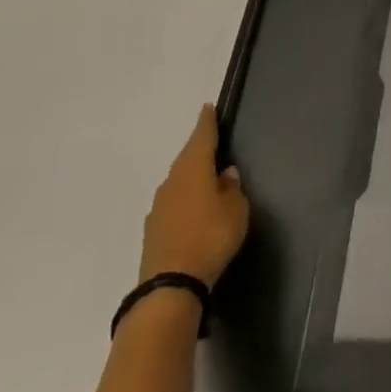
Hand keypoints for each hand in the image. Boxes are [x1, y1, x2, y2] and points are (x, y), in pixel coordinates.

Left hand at [139, 105, 248, 287]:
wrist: (171, 283)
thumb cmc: (212, 237)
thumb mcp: (236, 210)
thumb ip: (232, 188)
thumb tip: (225, 173)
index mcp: (193, 172)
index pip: (201, 140)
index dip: (206, 124)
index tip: (207, 108)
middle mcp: (172, 184)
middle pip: (186, 160)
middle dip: (198, 150)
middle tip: (211, 141)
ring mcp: (159, 208)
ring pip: (178, 182)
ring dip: (192, 176)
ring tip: (207, 176)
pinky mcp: (154, 230)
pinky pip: (174, 202)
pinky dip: (186, 197)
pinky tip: (195, 206)